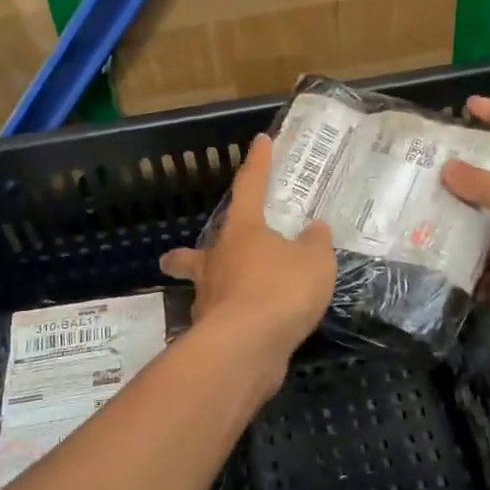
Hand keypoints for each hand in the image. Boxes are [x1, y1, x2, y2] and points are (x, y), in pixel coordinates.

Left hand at [160, 133, 336, 369]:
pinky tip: (247, 328)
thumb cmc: (281, 290)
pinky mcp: (211, 332)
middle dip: (185, 256)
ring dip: (207, 289)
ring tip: (222, 298)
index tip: (260, 142)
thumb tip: (314, 229)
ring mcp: (209, 298)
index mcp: (242, 232)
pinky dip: (229, 318)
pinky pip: (219, 318)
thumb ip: (315, 243)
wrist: (246, 347)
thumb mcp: (315, 262)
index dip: (258, 164)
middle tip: (173, 258)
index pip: (250, 187)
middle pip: (194, 253)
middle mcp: (217, 261)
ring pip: (201, 289)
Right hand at [442, 96, 489, 366]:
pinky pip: (468, 265)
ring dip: (446, 219)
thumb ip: (485, 187)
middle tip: (420, 164)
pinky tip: (417, 252)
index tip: (470, 104)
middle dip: (459, 173)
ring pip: (474, 226)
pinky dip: (447, 261)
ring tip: (408, 206)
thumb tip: (449, 169)